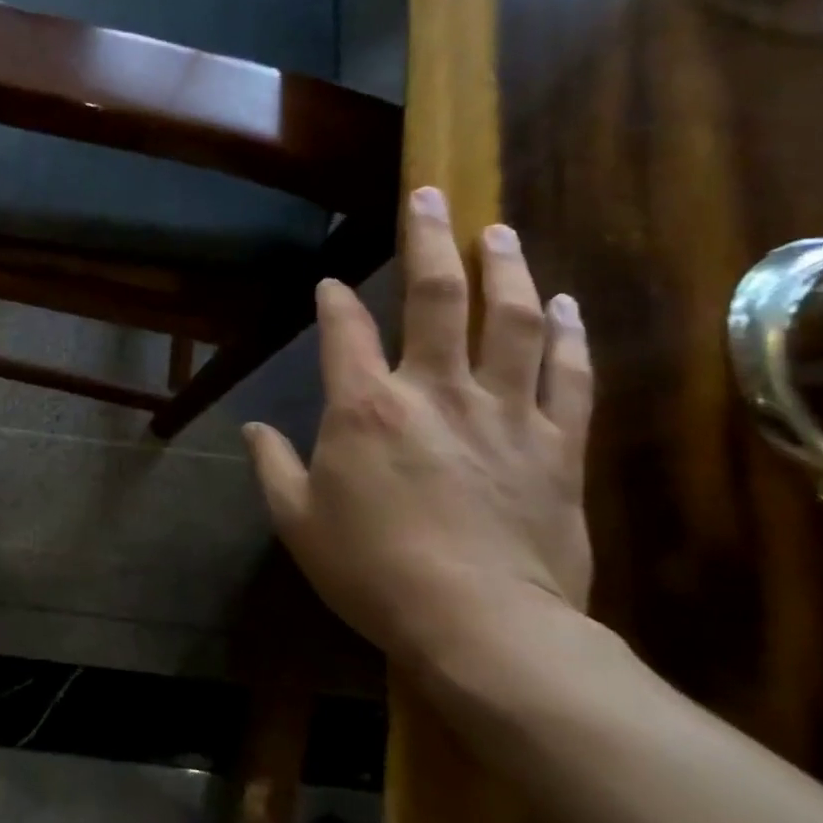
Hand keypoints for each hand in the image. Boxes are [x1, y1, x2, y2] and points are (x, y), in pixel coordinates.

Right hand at [243, 186, 594, 674]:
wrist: (482, 627)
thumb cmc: (373, 572)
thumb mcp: (298, 521)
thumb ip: (272, 466)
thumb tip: (254, 428)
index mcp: (364, 407)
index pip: (343, 329)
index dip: (334, 299)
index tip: (330, 286)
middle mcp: (434, 390)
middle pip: (437, 297)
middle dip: (429, 239)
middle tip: (431, 195)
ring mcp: (502, 412)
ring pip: (512, 321)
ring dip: (505, 268)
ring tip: (498, 230)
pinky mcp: (554, 444)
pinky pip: (568, 375)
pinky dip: (568, 334)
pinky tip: (563, 303)